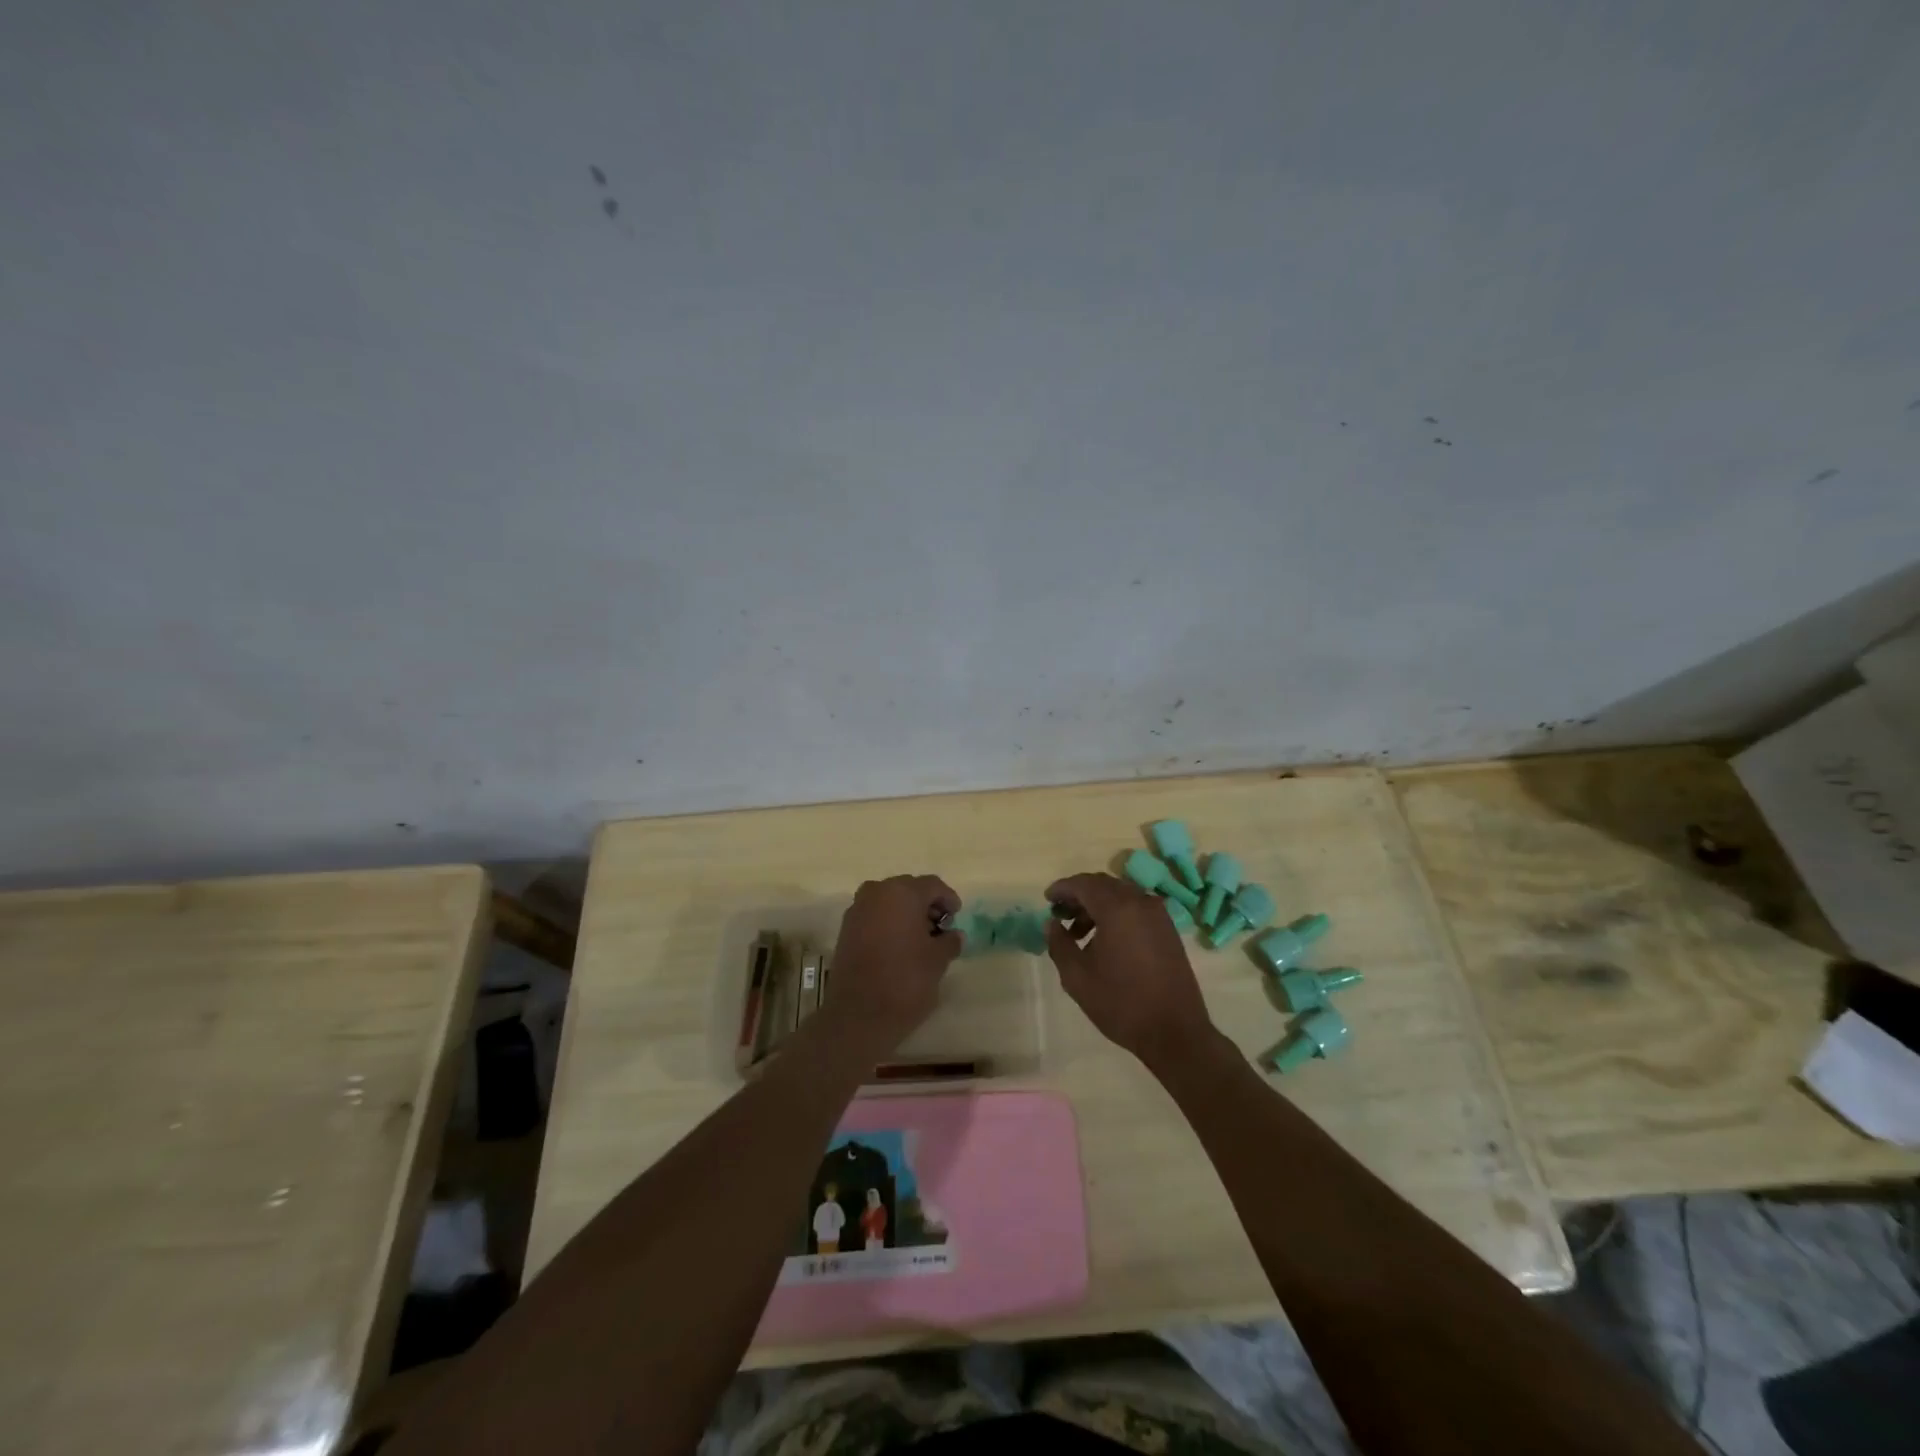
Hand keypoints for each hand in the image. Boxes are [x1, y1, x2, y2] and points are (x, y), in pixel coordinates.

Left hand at [825, 875, 962, 1053]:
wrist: (859, 1014)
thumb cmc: (906, 980)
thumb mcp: (938, 961)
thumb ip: (949, 941)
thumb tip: (954, 935)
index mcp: (903, 892)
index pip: (933, 885)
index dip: (948, 899)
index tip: (957, 918)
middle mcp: (877, 892)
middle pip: (909, 889)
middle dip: (926, 905)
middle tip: (940, 928)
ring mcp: (858, 909)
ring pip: (889, 901)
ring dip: (906, 913)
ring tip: (920, 939)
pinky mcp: (845, 928)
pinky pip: (874, 915)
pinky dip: (888, 923)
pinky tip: (899, 945)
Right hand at [1045, 872, 1216, 1073]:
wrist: (1175, 1031)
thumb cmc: (1121, 1003)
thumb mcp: (1077, 977)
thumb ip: (1059, 944)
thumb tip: (1052, 924)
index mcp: (1117, 909)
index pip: (1084, 884)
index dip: (1062, 888)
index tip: (1047, 899)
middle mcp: (1140, 902)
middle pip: (1103, 885)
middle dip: (1079, 895)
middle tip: (1060, 914)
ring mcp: (1158, 915)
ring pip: (1121, 896)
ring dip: (1097, 906)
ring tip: (1079, 933)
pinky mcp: (1168, 930)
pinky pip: (1136, 908)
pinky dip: (1117, 914)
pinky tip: (1105, 940)